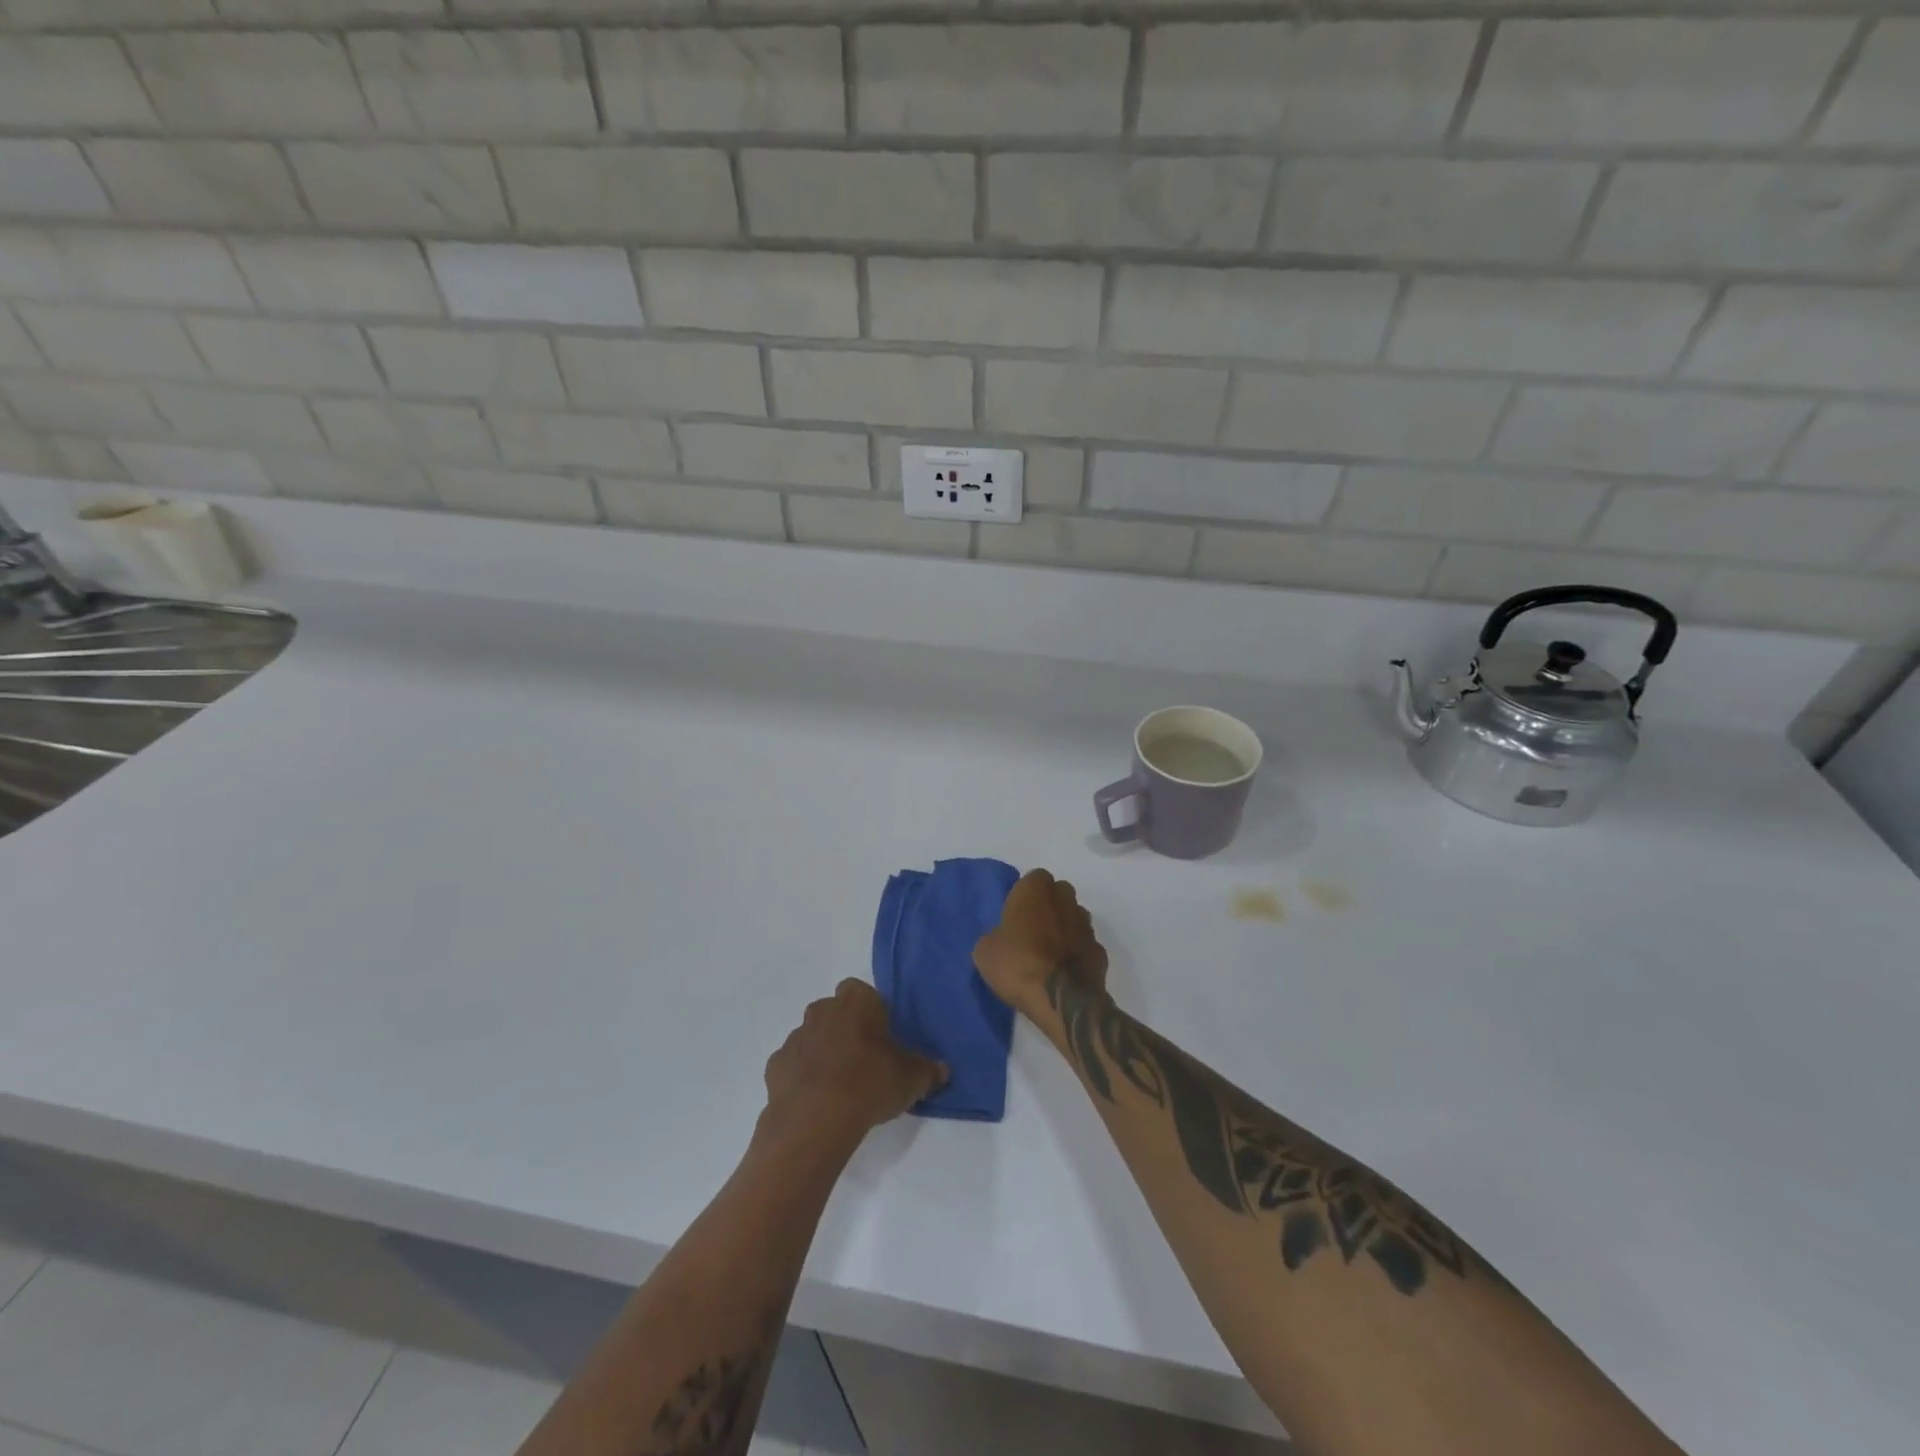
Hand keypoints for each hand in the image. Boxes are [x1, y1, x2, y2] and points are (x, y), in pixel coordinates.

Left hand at [762, 980, 946, 1138]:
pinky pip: (793, 1065)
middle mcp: (822, 1011)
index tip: (880, 1035)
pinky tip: (816, 1101)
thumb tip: (942, 1069)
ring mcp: (795, 1038)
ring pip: (811, 1037)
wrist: (815, 1120)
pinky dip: (802, 1077)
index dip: (870, 1011)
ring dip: (822, 1053)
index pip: (860, 991)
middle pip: (834, 1012)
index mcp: (856, 1003)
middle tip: (863, 1061)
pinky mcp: (775, 1067)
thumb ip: (927, 1070)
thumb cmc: (869, 1083)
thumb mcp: (911, 1078)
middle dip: (845, 1029)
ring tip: (839, 1086)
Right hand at [973, 869, 1108, 1016]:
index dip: (1024, 895)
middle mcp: (1066, 899)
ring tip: (1047, 954)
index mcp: (1036, 889)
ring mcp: (1087, 925)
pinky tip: (1063, 972)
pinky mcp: (1100, 952)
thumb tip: (1002, 940)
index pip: (1033, 879)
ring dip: (1063, 929)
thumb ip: (995, 936)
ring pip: (1074, 918)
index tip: (1014, 915)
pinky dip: (1076, 954)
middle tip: (1030, 931)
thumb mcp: (985, 951)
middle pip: (1058, 895)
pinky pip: (1084, 946)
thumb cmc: (1018, 964)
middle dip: (1048, 907)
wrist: (1061, 999)